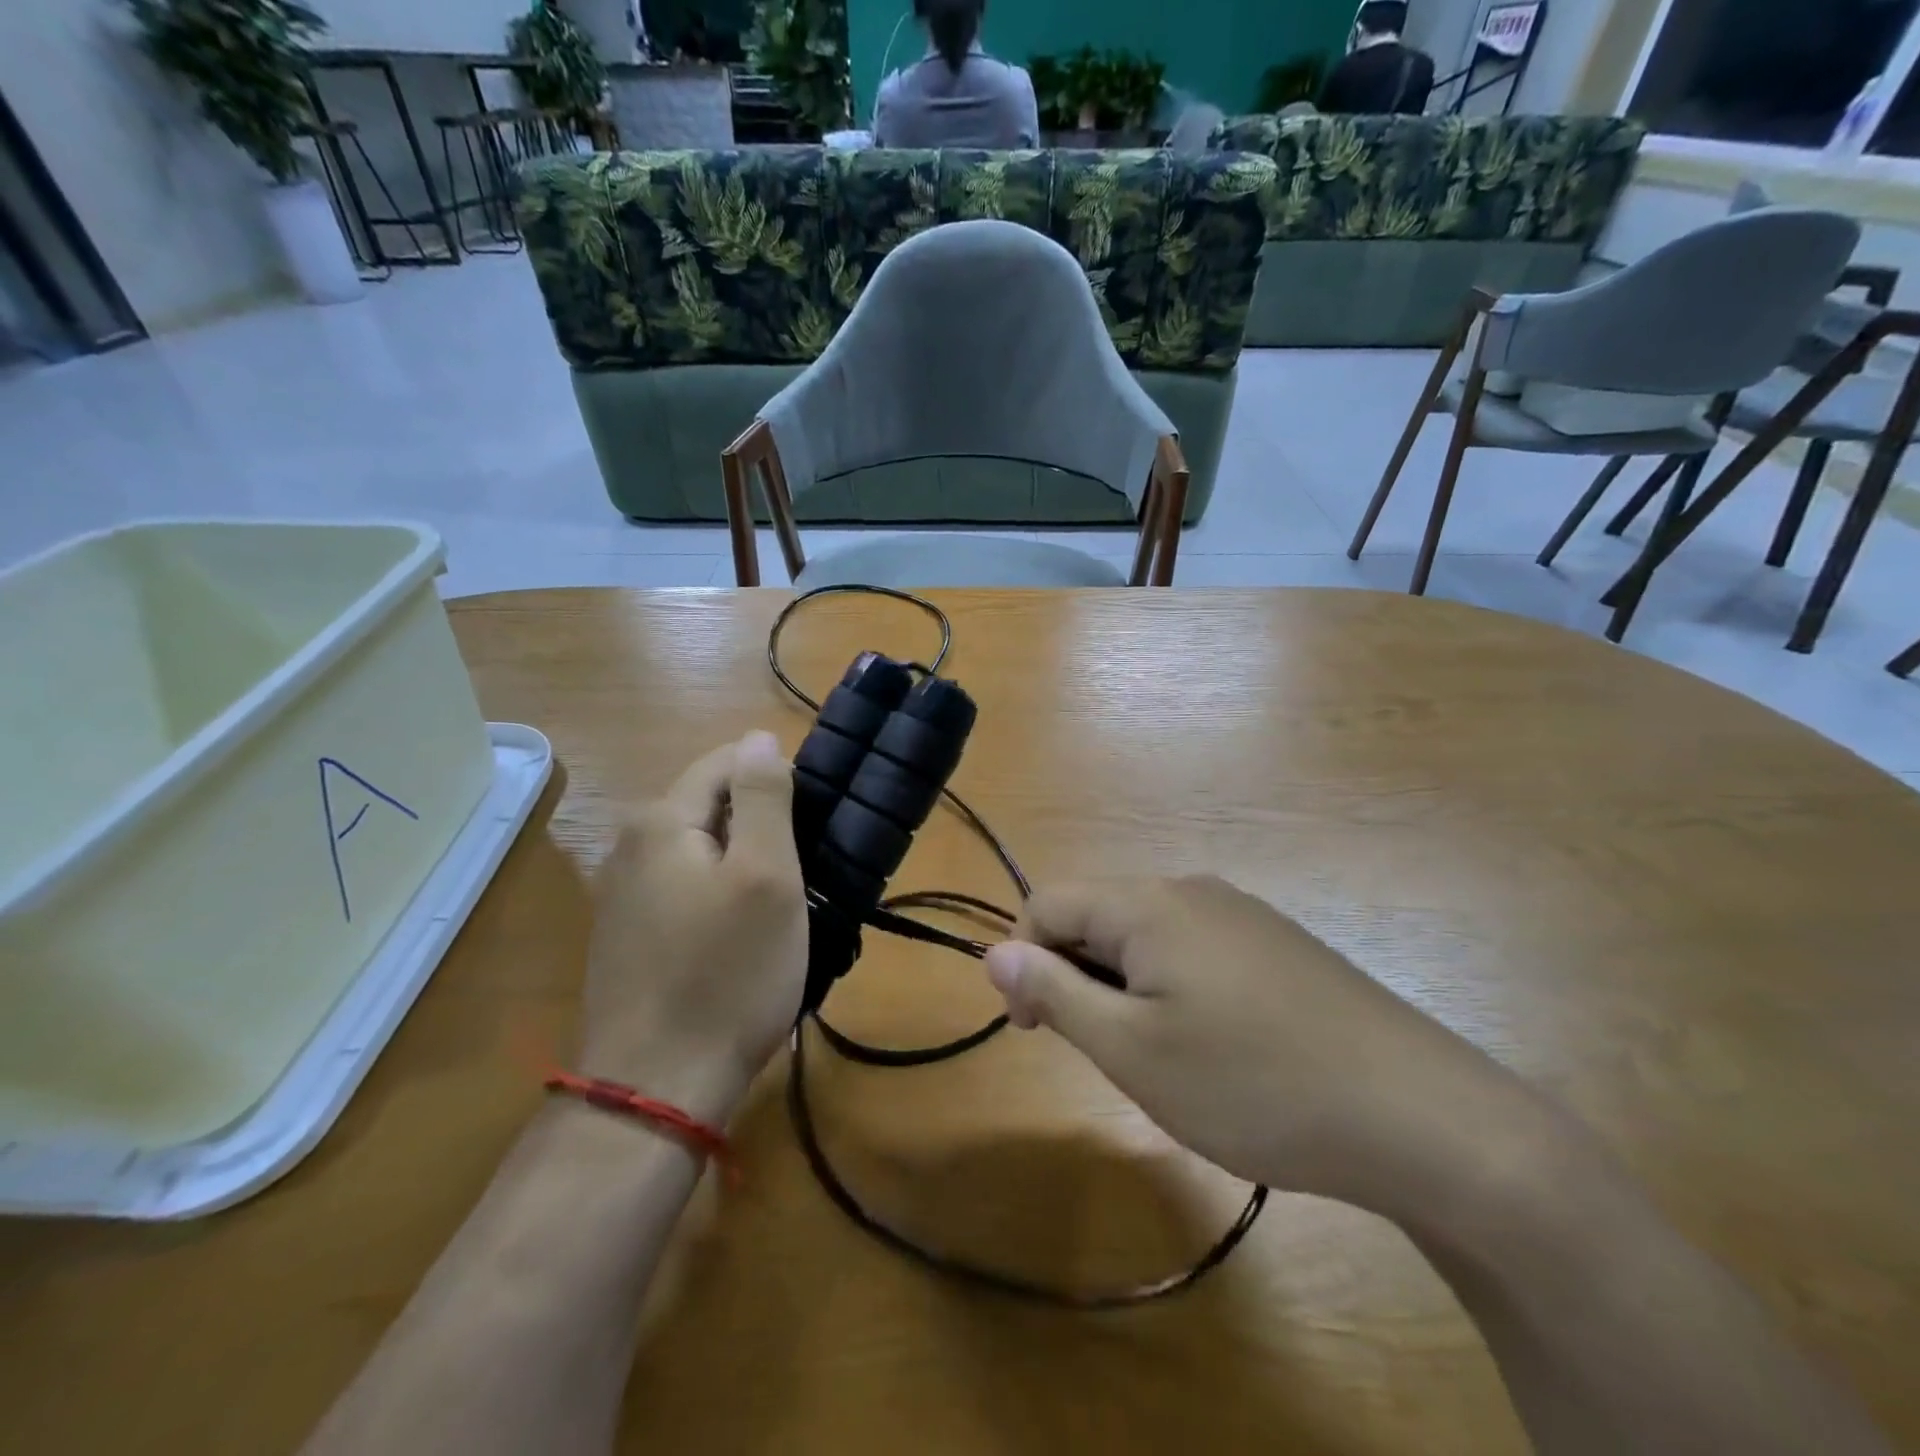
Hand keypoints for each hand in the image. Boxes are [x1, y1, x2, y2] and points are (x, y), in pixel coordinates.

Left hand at [579, 732, 806, 1123]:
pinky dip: (722, 895)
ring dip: (746, 863)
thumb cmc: (727, 975)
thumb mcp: (766, 875)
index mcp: (660, 820)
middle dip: (763, 825)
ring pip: (702, 849)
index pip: (728, 761)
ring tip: (783, 905)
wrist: (657, 1089)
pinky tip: (743, 937)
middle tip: (805, 871)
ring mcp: (622, 893)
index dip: (778, 781)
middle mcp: (629, 845)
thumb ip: (764, 797)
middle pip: (712, 805)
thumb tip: (760, 737)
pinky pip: (687, 887)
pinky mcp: (627, 934)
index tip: (815, 824)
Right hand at [983, 877, 1546, 1219]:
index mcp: (1147, 903)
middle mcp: (1192, 890)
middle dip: (1079, 977)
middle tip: (1109, 1054)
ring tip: (1164, 1058)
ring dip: (1126, 988)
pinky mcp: (1279, 945)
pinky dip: (1175, 990)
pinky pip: (1196, 950)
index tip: (1037, 1032)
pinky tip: (1218, 1048)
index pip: (1047, 903)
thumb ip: (1055, 993)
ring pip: (1147, 937)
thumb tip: (994, 952)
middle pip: (1099, 915)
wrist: (1421, 1116)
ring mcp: (1243, 914)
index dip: (1024, 962)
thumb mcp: (1132, 1049)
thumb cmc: (1253, 1084)